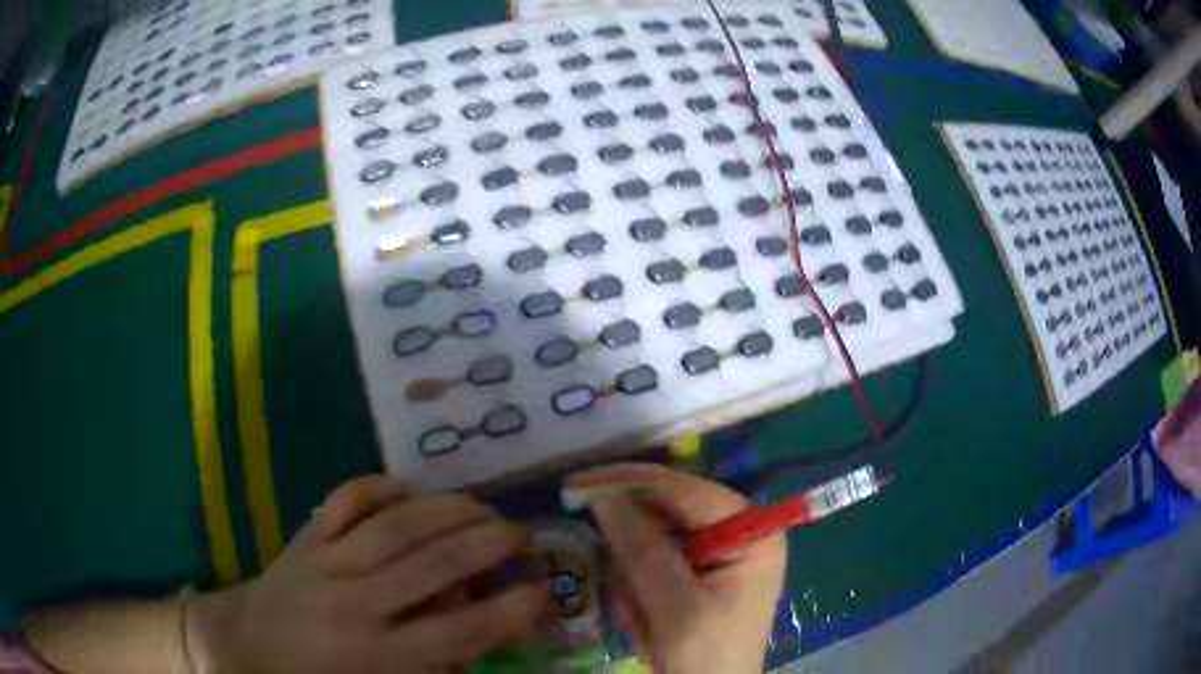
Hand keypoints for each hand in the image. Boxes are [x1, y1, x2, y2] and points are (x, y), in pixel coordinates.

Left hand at [191, 475, 550, 673]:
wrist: (246, 645)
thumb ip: (431, 671)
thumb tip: (476, 647)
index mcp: (379, 654)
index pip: (459, 631)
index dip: (510, 610)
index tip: (544, 592)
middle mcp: (358, 603)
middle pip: (433, 565)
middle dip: (489, 544)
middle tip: (523, 533)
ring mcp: (329, 561)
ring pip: (397, 526)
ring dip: (449, 510)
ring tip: (485, 506)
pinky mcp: (308, 537)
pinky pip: (347, 500)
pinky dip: (383, 487)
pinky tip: (410, 489)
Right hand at [565, 464, 785, 673]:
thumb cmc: (707, 654)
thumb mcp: (676, 607)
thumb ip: (644, 552)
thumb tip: (605, 498)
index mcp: (751, 531)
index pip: (686, 490)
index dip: (631, 483)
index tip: (577, 485)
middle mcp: (738, 528)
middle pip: (671, 505)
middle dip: (628, 528)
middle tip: (582, 532)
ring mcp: (719, 547)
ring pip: (657, 528)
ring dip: (630, 559)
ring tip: (633, 604)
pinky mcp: (700, 566)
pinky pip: (657, 552)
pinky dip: (635, 573)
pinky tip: (637, 605)